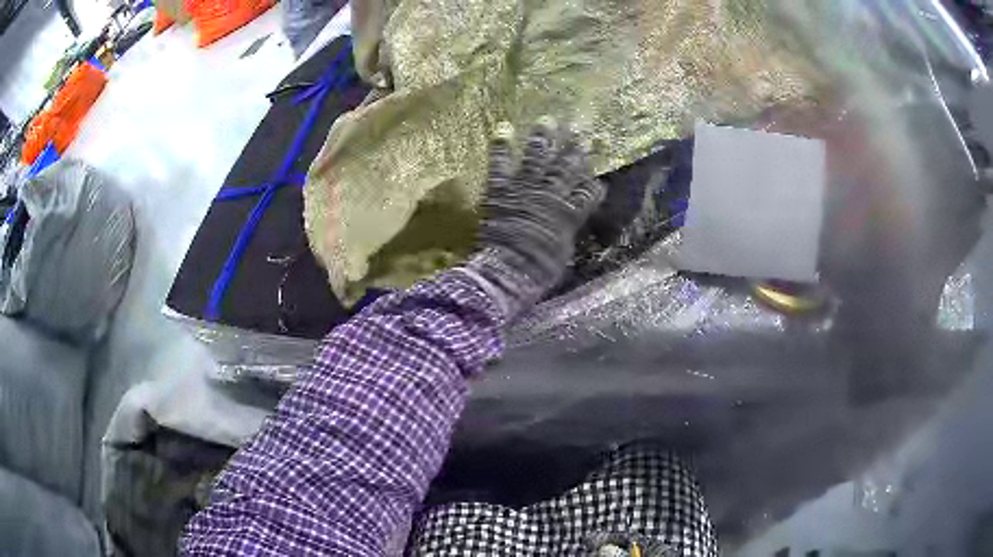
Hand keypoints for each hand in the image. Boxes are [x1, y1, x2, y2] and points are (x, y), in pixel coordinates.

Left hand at [460, 118, 605, 319]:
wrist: (511, 270)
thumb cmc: (539, 270)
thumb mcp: (562, 253)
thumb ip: (566, 233)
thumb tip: (568, 226)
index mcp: (570, 214)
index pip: (588, 193)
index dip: (594, 183)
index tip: (598, 172)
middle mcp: (552, 195)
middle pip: (567, 168)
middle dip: (574, 149)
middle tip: (580, 129)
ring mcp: (526, 189)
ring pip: (538, 158)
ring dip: (544, 138)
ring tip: (548, 120)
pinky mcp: (502, 189)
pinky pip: (501, 164)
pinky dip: (501, 146)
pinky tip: (504, 127)